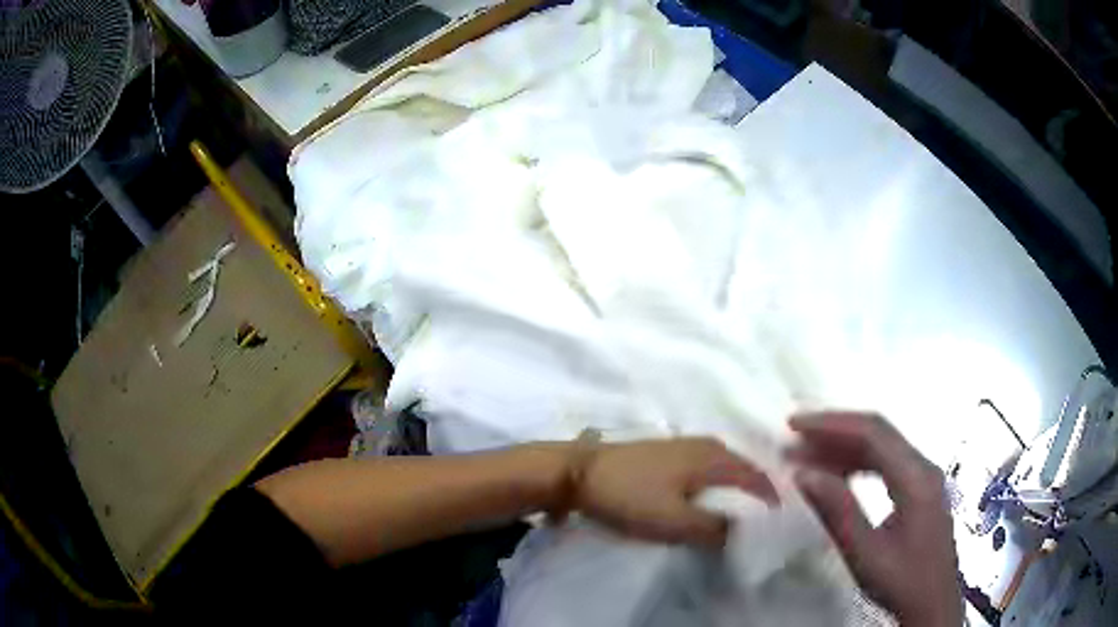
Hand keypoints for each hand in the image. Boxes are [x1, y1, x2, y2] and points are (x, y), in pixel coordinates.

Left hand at [572, 438, 777, 547]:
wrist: (577, 472)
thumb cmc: (629, 495)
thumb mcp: (674, 521)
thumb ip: (714, 528)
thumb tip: (745, 533)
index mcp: (714, 456)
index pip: (756, 477)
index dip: (770, 500)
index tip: (779, 523)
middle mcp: (706, 444)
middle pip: (743, 469)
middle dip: (756, 493)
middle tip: (763, 522)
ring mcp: (685, 445)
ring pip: (724, 468)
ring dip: (736, 490)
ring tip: (740, 515)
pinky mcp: (667, 453)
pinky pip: (706, 468)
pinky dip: (716, 485)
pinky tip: (709, 500)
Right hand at [788, 412, 960, 626]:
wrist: (933, 604)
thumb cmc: (902, 581)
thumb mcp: (866, 554)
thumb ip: (838, 512)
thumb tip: (804, 474)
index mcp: (916, 477)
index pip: (873, 433)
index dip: (832, 424)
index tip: (794, 426)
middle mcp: (923, 467)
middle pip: (878, 433)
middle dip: (834, 433)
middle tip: (793, 444)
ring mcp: (924, 477)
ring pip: (882, 447)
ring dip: (843, 449)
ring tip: (807, 460)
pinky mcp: (920, 489)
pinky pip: (886, 464)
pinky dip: (857, 464)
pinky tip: (836, 477)